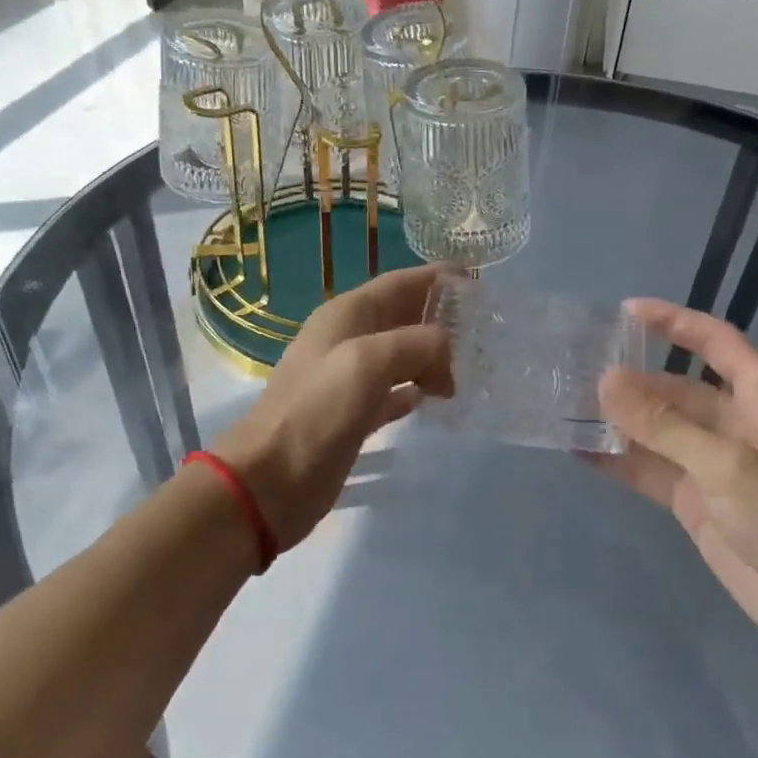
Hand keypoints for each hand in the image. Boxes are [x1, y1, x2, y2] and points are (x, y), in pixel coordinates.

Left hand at [212, 263, 452, 551]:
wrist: (272, 478)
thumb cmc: (318, 410)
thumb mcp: (369, 361)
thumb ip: (417, 344)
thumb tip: (446, 356)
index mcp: (346, 315)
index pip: (399, 283)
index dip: (436, 278)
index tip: (478, 279)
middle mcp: (347, 340)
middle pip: (402, 318)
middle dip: (440, 319)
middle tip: (485, 330)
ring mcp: (349, 380)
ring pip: (401, 356)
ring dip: (433, 357)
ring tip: (472, 365)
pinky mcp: (353, 416)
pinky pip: (394, 393)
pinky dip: (416, 391)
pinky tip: (438, 399)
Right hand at [596, 299, 757, 659]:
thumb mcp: (728, 465)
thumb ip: (665, 425)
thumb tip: (606, 380)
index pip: (715, 342)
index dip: (674, 322)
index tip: (626, 311)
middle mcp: (733, 425)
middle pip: (676, 390)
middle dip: (632, 380)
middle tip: (576, 371)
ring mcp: (711, 466)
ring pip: (657, 432)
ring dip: (619, 421)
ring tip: (566, 406)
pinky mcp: (695, 504)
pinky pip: (650, 472)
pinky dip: (619, 462)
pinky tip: (581, 452)